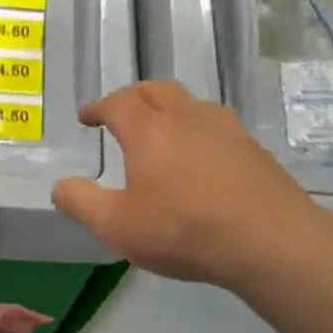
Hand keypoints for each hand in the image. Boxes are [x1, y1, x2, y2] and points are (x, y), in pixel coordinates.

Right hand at [53, 81, 328, 287]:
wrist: (271, 242)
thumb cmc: (182, 230)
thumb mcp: (115, 225)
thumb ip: (80, 202)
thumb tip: (61, 185)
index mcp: (149, 131)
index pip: (117, 103)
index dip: (97, 107)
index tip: (86, 118)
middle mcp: (187, 118)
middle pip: (155, 90)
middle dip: (131, 98)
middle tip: (119, 115)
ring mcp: (226, 130)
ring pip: (190, 103)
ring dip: (167, 109)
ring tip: (158, 132)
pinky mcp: (253, 149)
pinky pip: (215, 124)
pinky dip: (195, 129)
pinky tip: (197, 156)